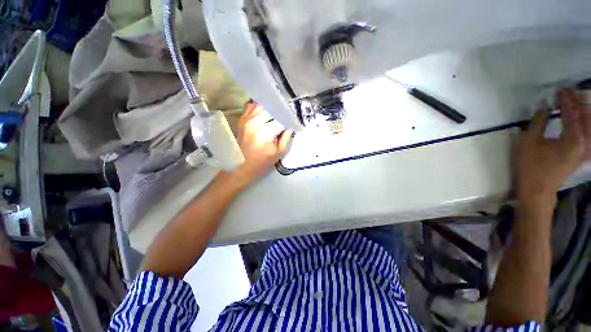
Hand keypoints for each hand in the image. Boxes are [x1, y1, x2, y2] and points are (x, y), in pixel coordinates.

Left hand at [232, 102, 292, 184]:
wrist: (241, 167)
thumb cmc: (262, 163)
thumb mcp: (280, 153)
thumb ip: (287, 138)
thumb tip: (290, 125)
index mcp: (265, 133)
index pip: (281, 119)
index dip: (290, 119)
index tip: (294, 122)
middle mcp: (255, 122)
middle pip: (272, 109)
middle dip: (281, 113)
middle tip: (286, 118)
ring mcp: (246, 119)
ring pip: (262, 105)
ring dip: (271, 109)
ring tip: (277, 115)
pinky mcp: (242, 119)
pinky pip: (252, 107)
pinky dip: (260, 108)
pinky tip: (265, 114)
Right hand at [515, 89, 589, 202]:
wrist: (538, 190)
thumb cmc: (530, 166)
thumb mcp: (529, 142)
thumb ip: (538, 122)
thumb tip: (544, 107)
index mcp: (572, 139)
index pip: (571, 113)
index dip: (565, 99)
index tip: (560, 89)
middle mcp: (584, 142)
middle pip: (586, 116)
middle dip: (578, 101)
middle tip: (570, 91)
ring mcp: (585, 150)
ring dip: (585, 111)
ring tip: (577, 101)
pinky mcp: (583, 154)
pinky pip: (590, 134)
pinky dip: (587, 123)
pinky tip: (584, 119)